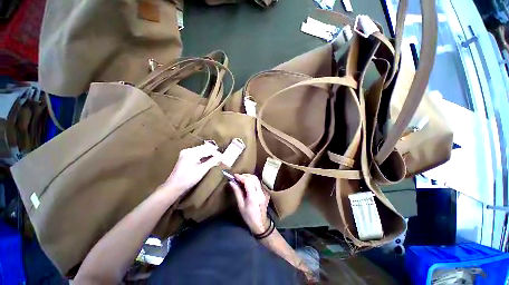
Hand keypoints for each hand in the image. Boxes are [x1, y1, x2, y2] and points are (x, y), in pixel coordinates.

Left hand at [162, 143, 222, 195]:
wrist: (174, 186)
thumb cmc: (188, 179)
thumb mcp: (202, 170)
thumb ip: (213, 162)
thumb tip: (222, 157)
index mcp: (191, 153)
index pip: (208, 150)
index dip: (217, 153)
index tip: (224, 157)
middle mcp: (188, 150)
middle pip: (205, 147)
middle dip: (214, 152)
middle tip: (221, 157)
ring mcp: (186, 152)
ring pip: (202, 149)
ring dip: (210, 153)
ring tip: (217, 158)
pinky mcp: (186, 155)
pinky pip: (198, 152)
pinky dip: (204, 155)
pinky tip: (209, 159)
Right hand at [229, 174, 269, 234]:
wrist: (261, 224)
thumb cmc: (249, 217)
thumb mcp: (241, 205)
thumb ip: (237, 192)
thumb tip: (231, 182)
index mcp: (254, 196)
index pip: (248, 181)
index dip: (241, 177)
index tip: (234, 176)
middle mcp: (260, 192)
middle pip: (253, 178)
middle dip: (245, 175)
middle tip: (237, 177)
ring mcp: (264, 192)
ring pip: (256, 179)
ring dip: (248, 177)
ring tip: (241, 180)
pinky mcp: (265, 192)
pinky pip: (258, 183)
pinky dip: (252, 180)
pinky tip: (247, 184)